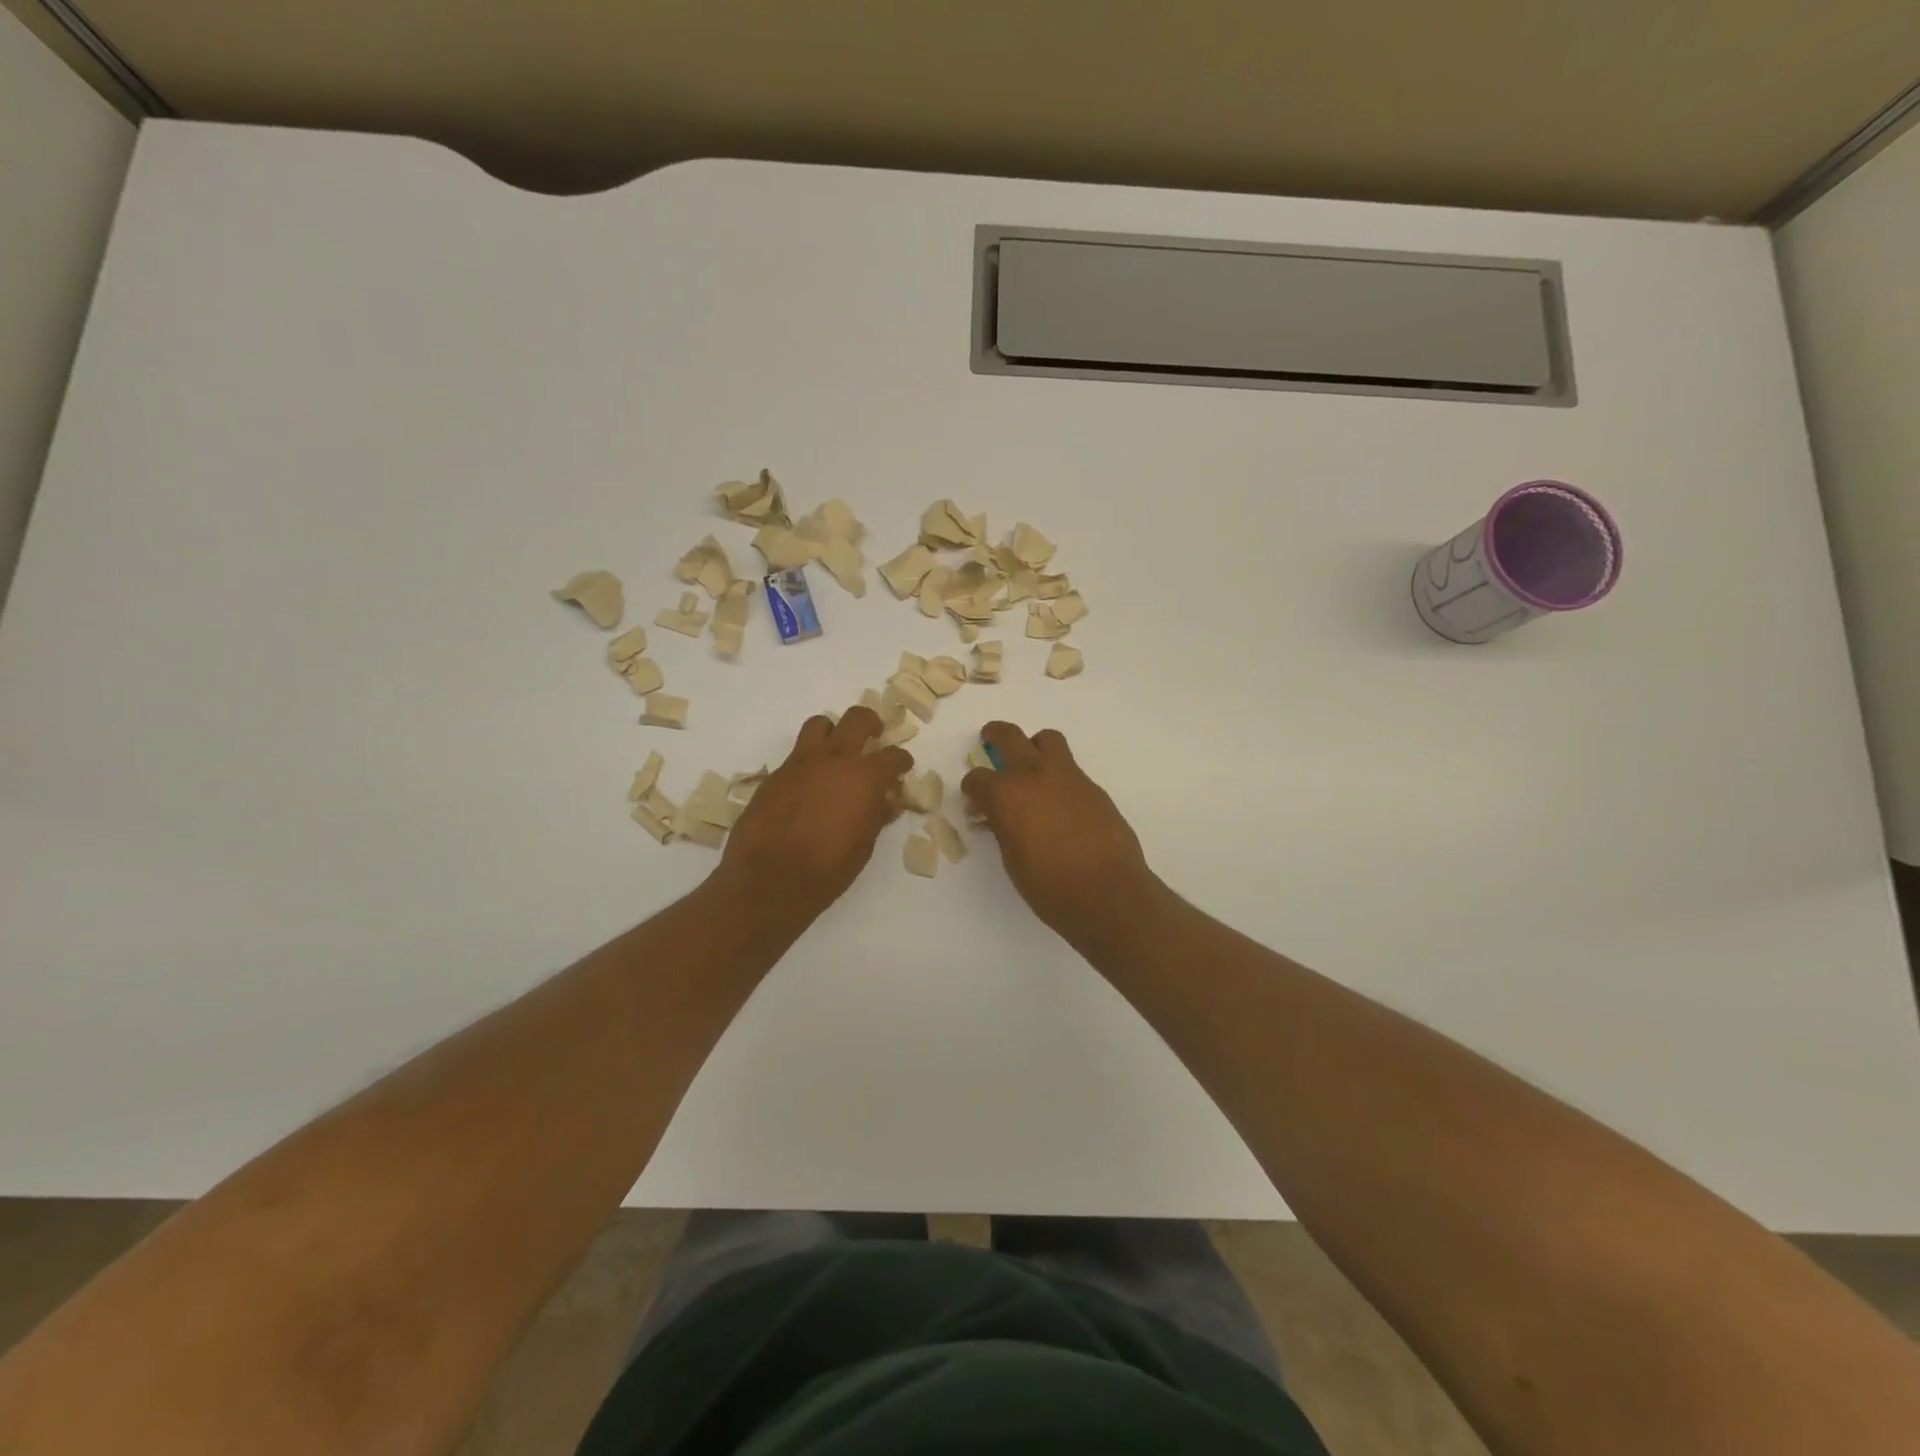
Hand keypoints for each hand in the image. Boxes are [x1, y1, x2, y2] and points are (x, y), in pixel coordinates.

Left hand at [718, 707, 912, 921]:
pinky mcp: (775, 774)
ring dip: (833, 732)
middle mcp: (835, 759)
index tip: (902, 767)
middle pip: (857, 719)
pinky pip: (797, 754)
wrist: (770, 878)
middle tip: (874, 736)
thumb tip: (885, 801)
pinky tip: (809, 784)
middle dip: (871, 724)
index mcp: (865, 777)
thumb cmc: (828, 868)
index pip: (893, 756)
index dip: (902, 761)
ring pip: (820, 724)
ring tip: (836, 751)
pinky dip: (809, 761)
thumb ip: (876, 814)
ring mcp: (801, 762)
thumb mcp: (864, 845)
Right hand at [961, 721, 1155, 944]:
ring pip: (1047, 740)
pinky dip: (1058, 775)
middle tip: (990, 740)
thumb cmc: (1050, 886)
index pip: (977, 778)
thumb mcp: (1012, 859)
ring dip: (1034, 746)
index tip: (975, 799)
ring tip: (1032, 765)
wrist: (1108, 893)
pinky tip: (1060, 802)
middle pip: (1009, 736)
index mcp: (1006, 795)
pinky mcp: (1093, 787)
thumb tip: (999, 817)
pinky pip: (1070, 768)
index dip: (973, 789)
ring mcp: (1068, 777)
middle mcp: (1035, 775)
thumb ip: (1003, 827)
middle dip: (995, 735)